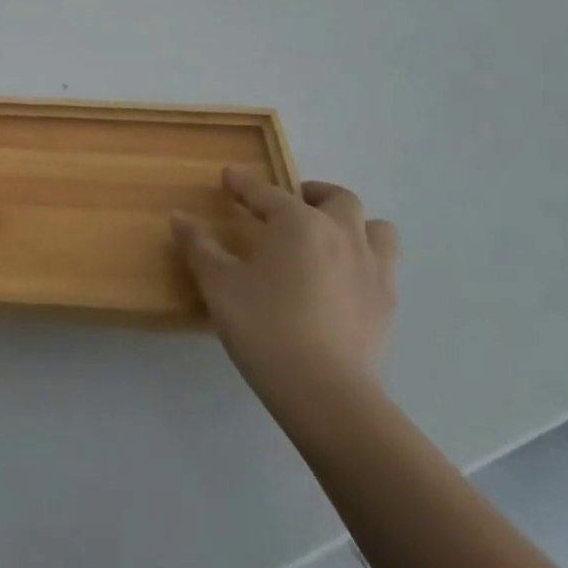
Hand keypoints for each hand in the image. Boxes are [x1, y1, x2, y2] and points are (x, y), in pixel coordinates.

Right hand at [172, 170, 399, 410]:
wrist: (324, 391)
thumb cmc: (264, 326)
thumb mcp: (219, 284)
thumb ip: (199, 246)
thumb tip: (180, 217)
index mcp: (298, 223)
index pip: (267, 193)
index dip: (244, 184)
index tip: (229, 177)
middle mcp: (342, 234)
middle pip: (336, 198)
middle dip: (311, 194)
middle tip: (288, 206)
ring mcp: (373, 268)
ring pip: (375, 228)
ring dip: (351, 224)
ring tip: (328, 239)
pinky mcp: (388, 303)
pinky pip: (383, 266)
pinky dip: (364, 261)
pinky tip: (343, 281)